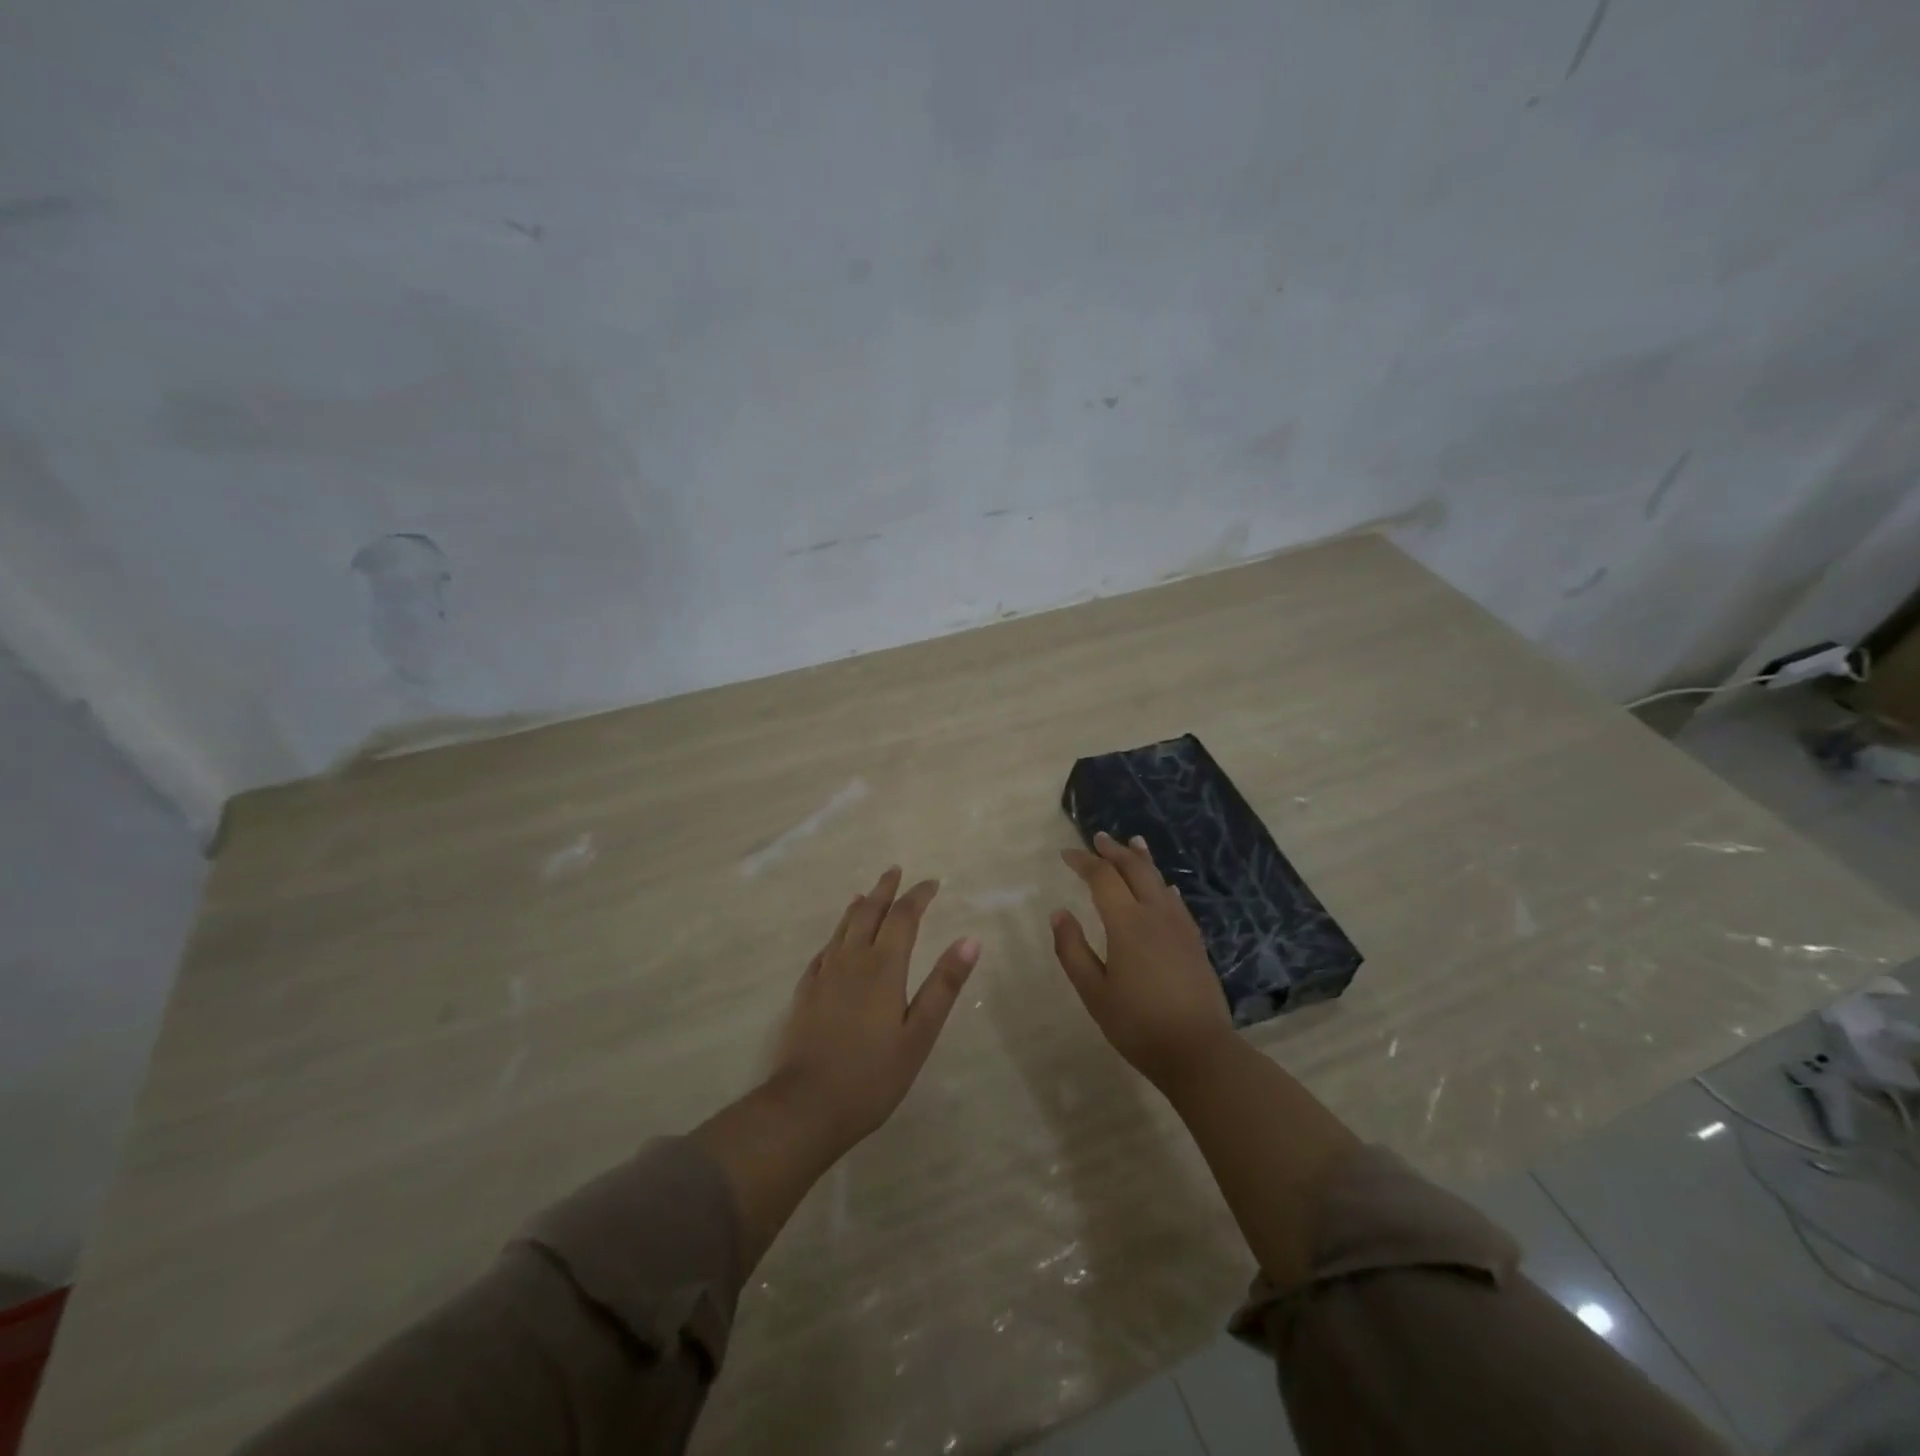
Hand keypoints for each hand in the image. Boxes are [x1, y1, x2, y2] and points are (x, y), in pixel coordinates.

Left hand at [769, 866, 980, 1149]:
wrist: (807, 1105)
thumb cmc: (873, 1075)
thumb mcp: (919, 1034)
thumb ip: (943, 986)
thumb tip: (970, 940)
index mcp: (884, 967)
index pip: (903, 917)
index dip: (918, 896)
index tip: (932, 883)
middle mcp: (852, 960)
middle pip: (869, 913)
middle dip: (885, 890)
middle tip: (895, 871)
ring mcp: (824, 975)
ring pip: (842, 928)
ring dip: (858, 907)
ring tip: (866, 894)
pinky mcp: (805, 993)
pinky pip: (823, 951)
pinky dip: (835, 936)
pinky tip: (834, 942)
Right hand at [1051, 832, 1234, 1090]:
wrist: (1199, 1051)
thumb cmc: (1138, 1024)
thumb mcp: (1094, 992)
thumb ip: (1073, 950)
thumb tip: (1059, 914)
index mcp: (1127, 923)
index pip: (1103, 877)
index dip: (1083, 862)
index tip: (1066, 854)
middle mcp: (1155, 914)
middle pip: (1135, 869)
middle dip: (1114, 851)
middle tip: (1099, 838)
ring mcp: (1179, 926)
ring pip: (1159, 880)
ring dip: (1142, 860)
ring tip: (1133, 843)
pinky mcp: (1194, 941)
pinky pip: (1176, 901)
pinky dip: (1163, 885)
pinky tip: (1164, 887)